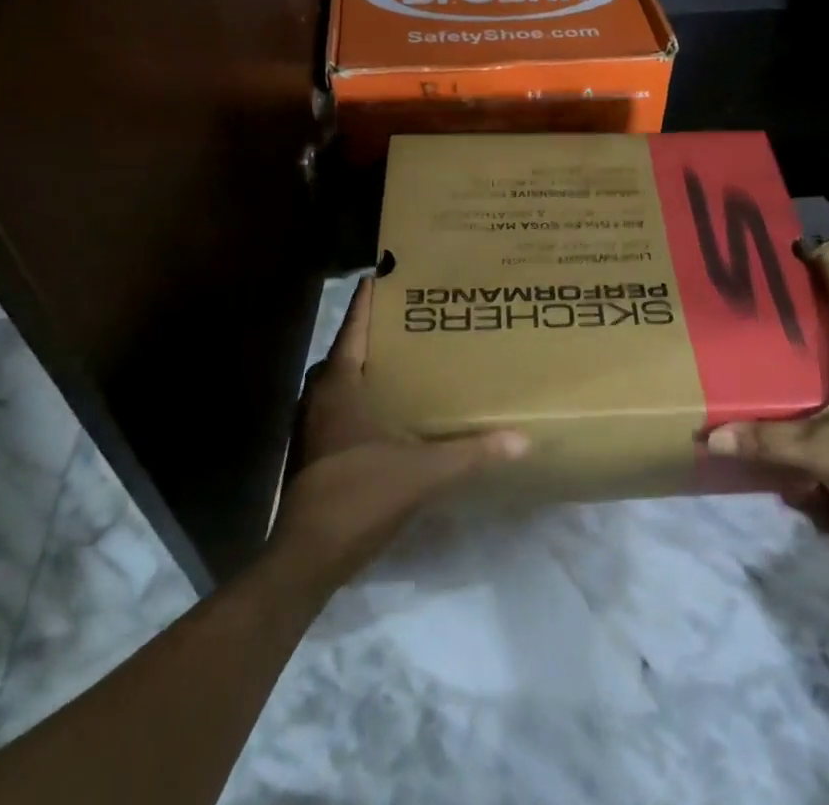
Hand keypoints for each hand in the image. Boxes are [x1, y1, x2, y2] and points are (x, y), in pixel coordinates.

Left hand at [270, 276, 528, 594]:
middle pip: (346, 349)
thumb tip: (521, 440)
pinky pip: (338, 404)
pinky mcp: (314, 450)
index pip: (354, 326)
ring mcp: (313, 424)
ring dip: (366, 365)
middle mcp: (321, 395)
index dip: (369, 298)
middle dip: (374, 331)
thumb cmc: (359, 495)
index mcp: (340, 384)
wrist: (307, 557)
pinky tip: (389, 407)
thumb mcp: (422, 472)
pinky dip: (360, 395)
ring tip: (405, 357)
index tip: (388, 271)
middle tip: (412, 318)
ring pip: (339, 379)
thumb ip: (470, 453)